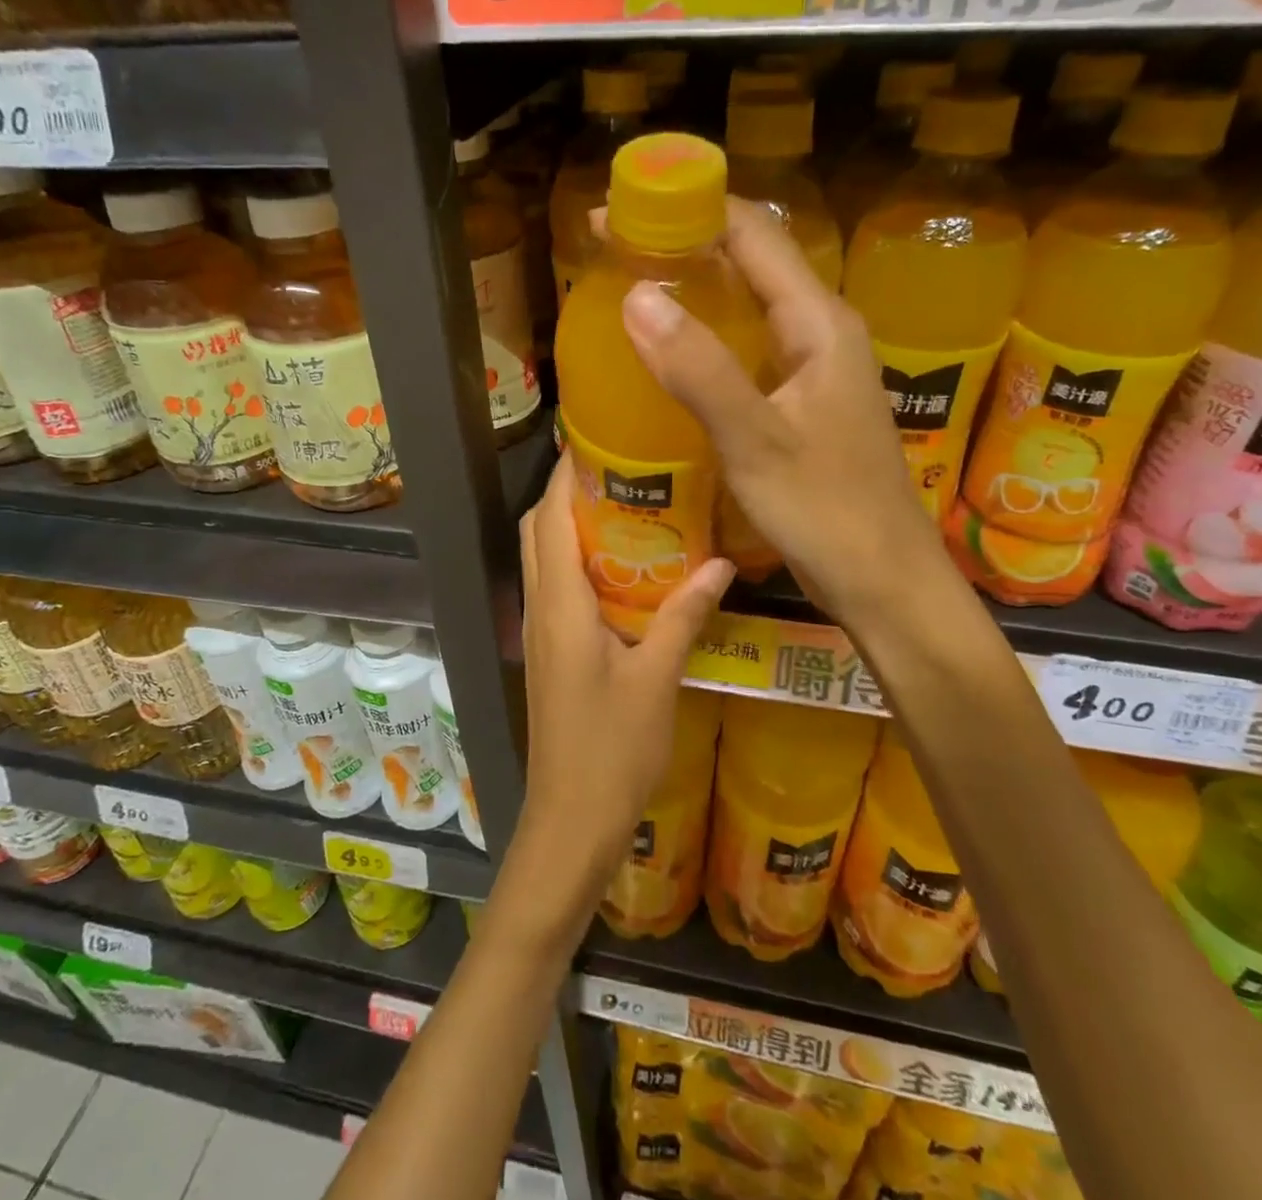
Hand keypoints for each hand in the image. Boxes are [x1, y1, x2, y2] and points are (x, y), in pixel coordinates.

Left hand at [509, 452, 733, 922]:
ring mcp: (540, 631)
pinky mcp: (549, 652)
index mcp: (560, 604)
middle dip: (569, 493)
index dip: (567, 474)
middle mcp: (540, 607)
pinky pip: (556, 588)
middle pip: (539, 530)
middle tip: (625, 472)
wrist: (571, 819)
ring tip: (629, 508)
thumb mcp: (657, 678)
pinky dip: (578, 562)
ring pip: (544, 558)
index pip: (550, 518)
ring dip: (572, 526)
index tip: (602, 442)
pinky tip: (625, 570)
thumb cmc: (612, 749)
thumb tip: (721, 564)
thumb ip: (685, 616)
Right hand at [618, 197, 942, 624]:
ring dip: (694, 290)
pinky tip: (671, 357)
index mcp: (819, 323)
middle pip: (750, 262)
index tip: (615, 212)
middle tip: (612, 251)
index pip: (752, 234)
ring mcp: (814, 369)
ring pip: (748, 306)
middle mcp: (821, 333)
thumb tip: (636, 295)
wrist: (884, 583)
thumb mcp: (756, 441)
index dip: (686, 210)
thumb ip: (699, 369)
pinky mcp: (802, 403)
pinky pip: (748, 349)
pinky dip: (706, 338)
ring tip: (630, 291)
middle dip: (683, 245)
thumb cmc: (827, 512)